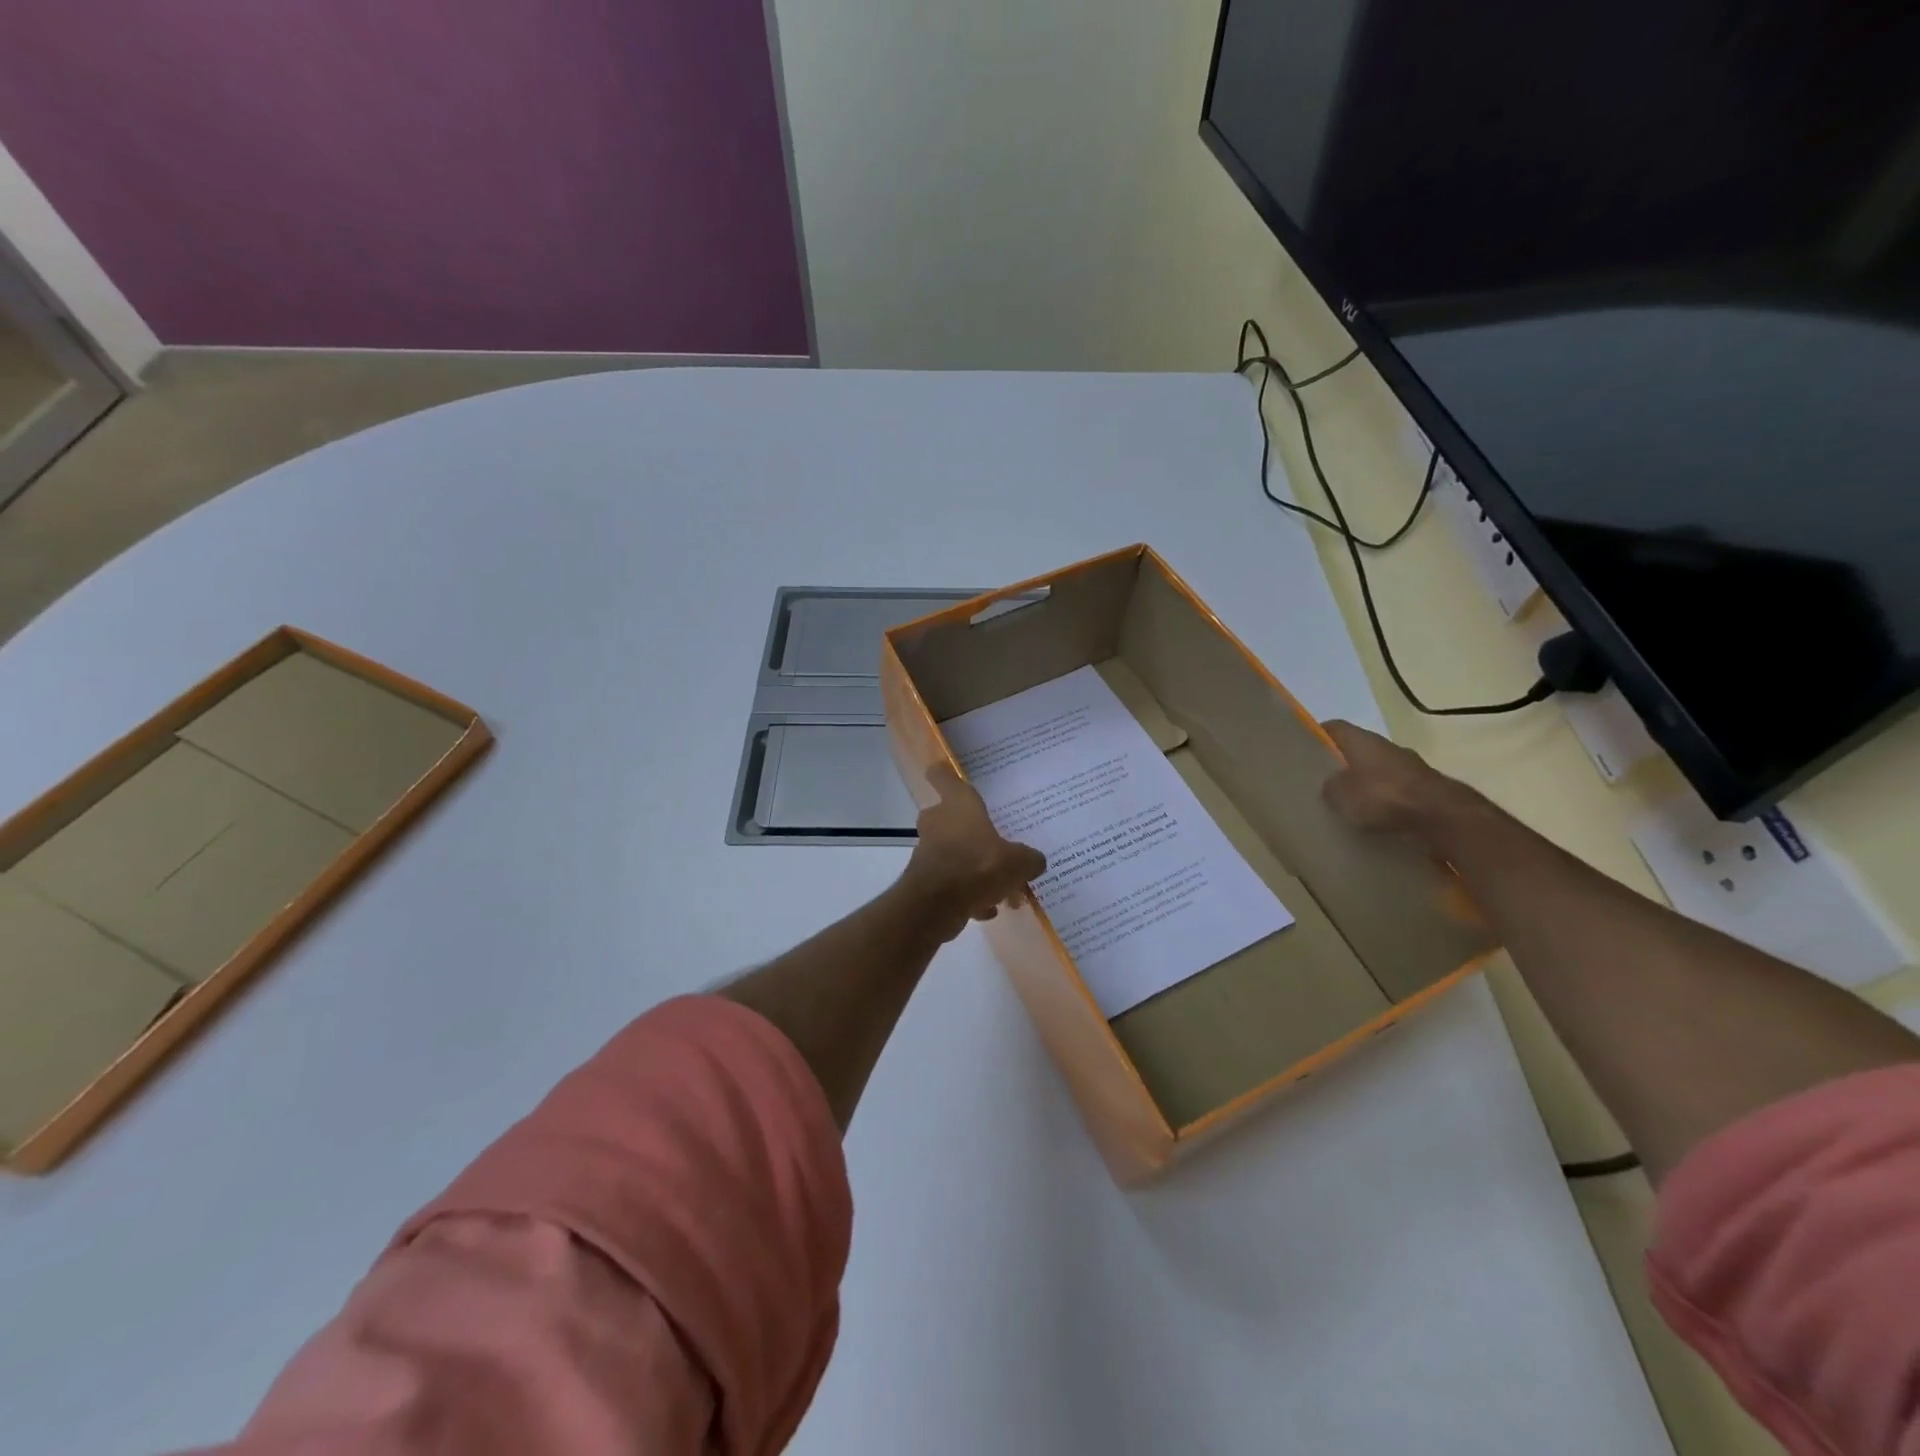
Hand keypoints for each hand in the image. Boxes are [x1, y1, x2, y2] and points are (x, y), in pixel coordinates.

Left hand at [901, 764, 1046, 940]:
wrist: (936, 905)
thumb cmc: (978, 866)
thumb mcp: (1018, 862)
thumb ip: (1029, 859)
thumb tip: (1035, 861)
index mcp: (958, 805)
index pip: (943, 777)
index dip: (944, 773)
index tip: (945, 770)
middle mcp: (938, 822)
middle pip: (948, 816)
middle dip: (967, 829)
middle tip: (991, 840)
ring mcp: (928, 850)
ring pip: (952, 852)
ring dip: (971, 866)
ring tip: (999, 887)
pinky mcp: (925, 879)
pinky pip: (950, 881)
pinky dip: (966, 892)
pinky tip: (987, 909)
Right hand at [1321, 720, 1476, 837]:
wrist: (1443, 817)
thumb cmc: (1383, 796)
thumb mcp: (1340, 794)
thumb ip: (1329, 786)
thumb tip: (1331, 785)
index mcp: (1363, 739)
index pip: (1334, 728)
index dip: (1317, 736)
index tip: (1303, 751)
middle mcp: (1387, 746)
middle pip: (1357, 750)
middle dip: (1342, 764)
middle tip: (1324, 783)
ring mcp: (1410, 767)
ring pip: (1378, 771)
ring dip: (1366, 785)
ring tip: (1350, 806)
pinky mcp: (1426, 789)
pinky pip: (1396, 791)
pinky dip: (1385, 802)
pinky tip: (1375, 819)